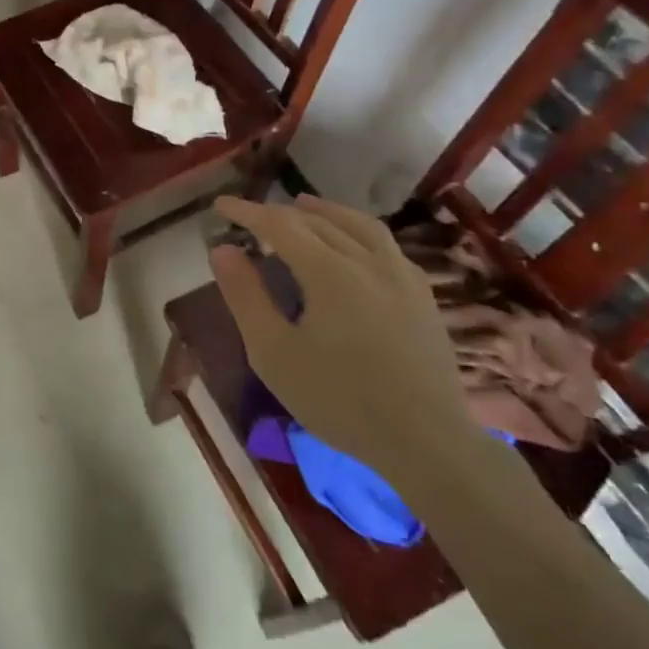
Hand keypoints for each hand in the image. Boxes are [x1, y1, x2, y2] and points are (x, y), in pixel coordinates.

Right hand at [208, 194, 474, 483]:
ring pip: (358, 225)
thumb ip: (246, 296)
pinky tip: (354, 245)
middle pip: (317, 220)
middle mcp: (368, 261)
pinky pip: (385, 245)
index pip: (280, 224)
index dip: (247, 211)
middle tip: (252, 216)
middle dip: (280, 213)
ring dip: (325, 211)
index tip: (221, 205)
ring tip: (303, 206)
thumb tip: (222, 250)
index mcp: (329, 271)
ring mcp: (402, 276)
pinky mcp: (423, 297)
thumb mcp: (273, 353)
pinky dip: (357, 231)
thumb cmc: (339, 399)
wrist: (427, 443)